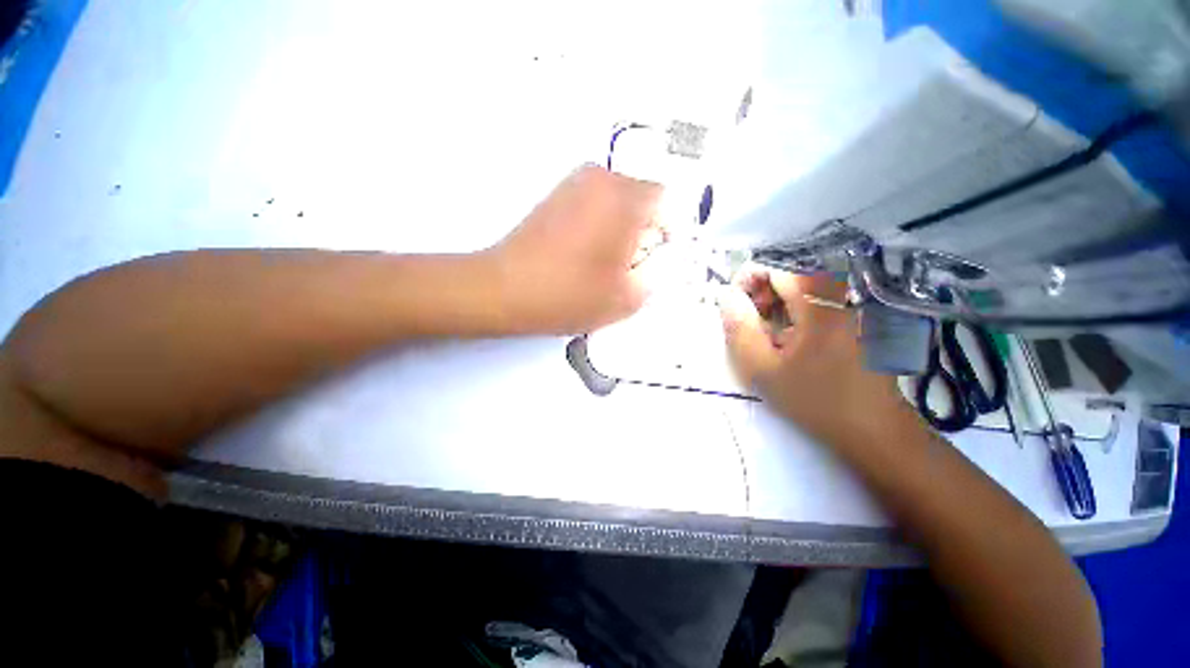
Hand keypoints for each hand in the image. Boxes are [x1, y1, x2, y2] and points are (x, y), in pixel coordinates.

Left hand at [486, 165, 663, 333]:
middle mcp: (600, 179)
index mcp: (624, 198)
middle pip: (640, 199)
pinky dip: (599, 225)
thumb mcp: (626, 298)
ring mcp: (573, 184)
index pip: (665, 201)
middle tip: (630, 265)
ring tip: (605, 263)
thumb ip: (655, 277)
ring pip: (616, 202)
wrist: (506, 290)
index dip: (666, 231)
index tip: (654, 259)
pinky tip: (584, 254)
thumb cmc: (569, 294)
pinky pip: (593, 205)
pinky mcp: (555, 196)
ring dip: (620, 228)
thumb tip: (657, 261)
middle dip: (643, 230)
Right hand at [717, 266, 909, 443]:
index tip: (735, 305)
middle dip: (761, 292)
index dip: (748, 279)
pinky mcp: (856, 319)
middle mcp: (840, 296)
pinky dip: (794, 312)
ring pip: (802, 287)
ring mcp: (852, 307)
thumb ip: (739, 329)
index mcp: (819, 305)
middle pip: (790, 273)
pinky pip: (817, 301)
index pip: (777, 267)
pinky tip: (788, 339)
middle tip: (748, 322)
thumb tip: (726, 295)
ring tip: (765, 333)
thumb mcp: (762, 369)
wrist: (873, 431)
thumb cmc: (815, 400)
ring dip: (776, 302)